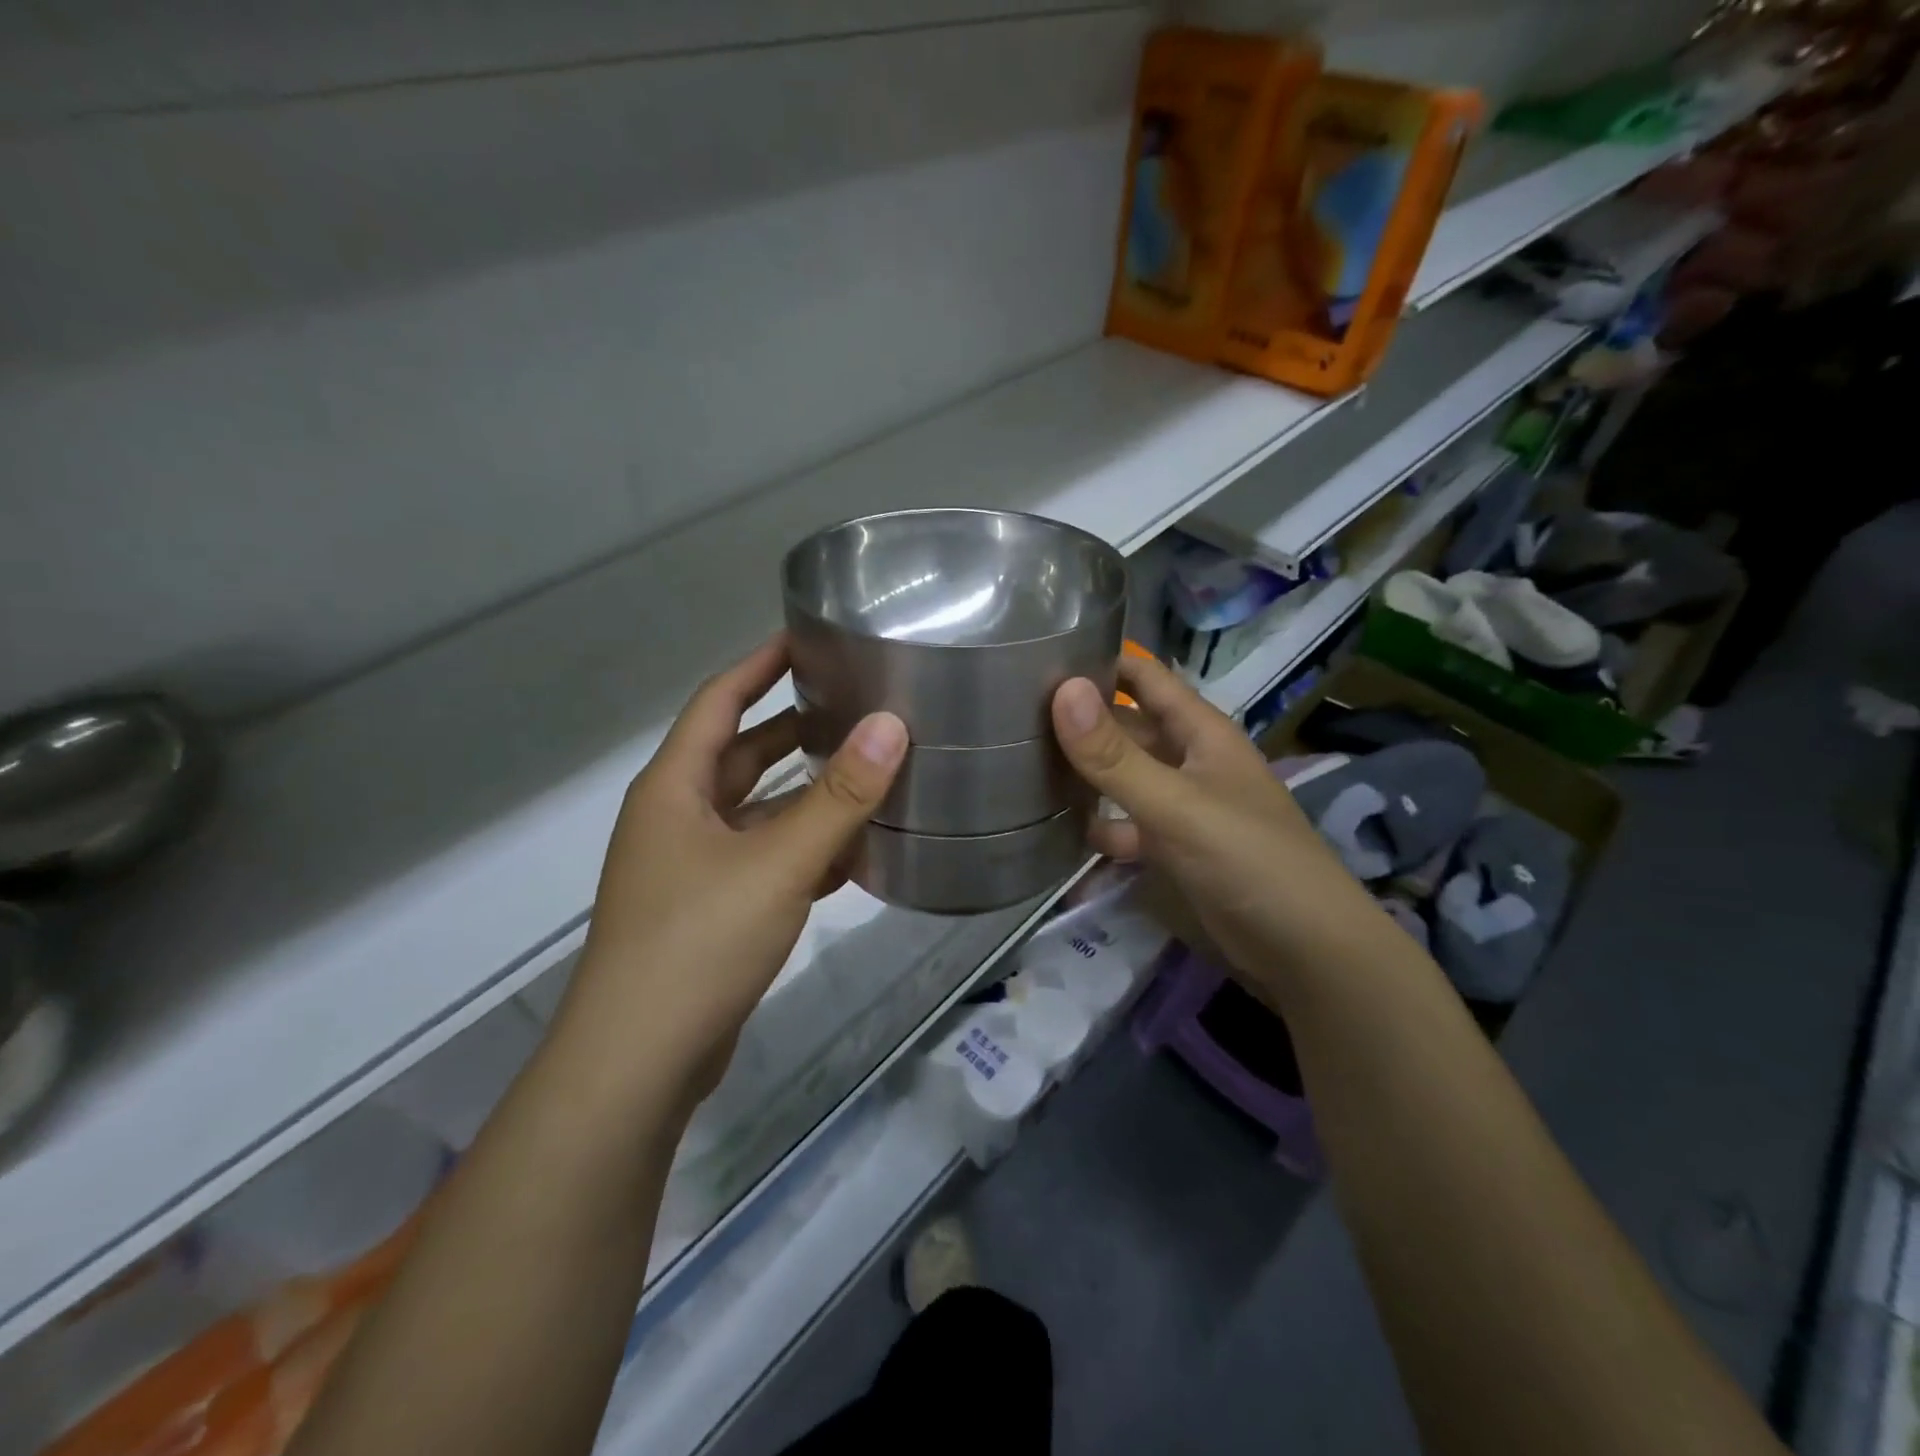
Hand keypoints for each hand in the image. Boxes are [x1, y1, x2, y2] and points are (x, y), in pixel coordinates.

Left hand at [561, 636, 906, 1108]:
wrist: (640, 1061)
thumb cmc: (698, 942)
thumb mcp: (777, 862)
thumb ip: (839, 796)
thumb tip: (892, 724)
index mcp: (675, 787)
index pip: (718, 701)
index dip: (759, 665)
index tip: (805, 637)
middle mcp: (678, 817)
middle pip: (740, 754)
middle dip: (793, 728)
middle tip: (853, 704)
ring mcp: (692, 868)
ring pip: (757, 812)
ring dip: (804, 794)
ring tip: (866, 771)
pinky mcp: (711, 911)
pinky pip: (764, 860)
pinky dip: (803, 848)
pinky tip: (852, 853)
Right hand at [1050, 656, 1383, 983]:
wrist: (1303, 950)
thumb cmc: (1246, 858)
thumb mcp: (1176, 803)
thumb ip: (1115, 754)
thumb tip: (1062, 690)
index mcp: (1199, 731)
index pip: (1144, 677)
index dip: (1100, 660)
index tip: (1038, 656)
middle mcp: (1187, 759)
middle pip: (1126, 726)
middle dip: (1079, 719)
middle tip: (1010, 714)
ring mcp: (1179, 806)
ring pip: (1122, 776)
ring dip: (1083, 772)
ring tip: (1017, 764)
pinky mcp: (1171, 849)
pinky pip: (1125, 825)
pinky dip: (1097, 825)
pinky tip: (1054, 828)